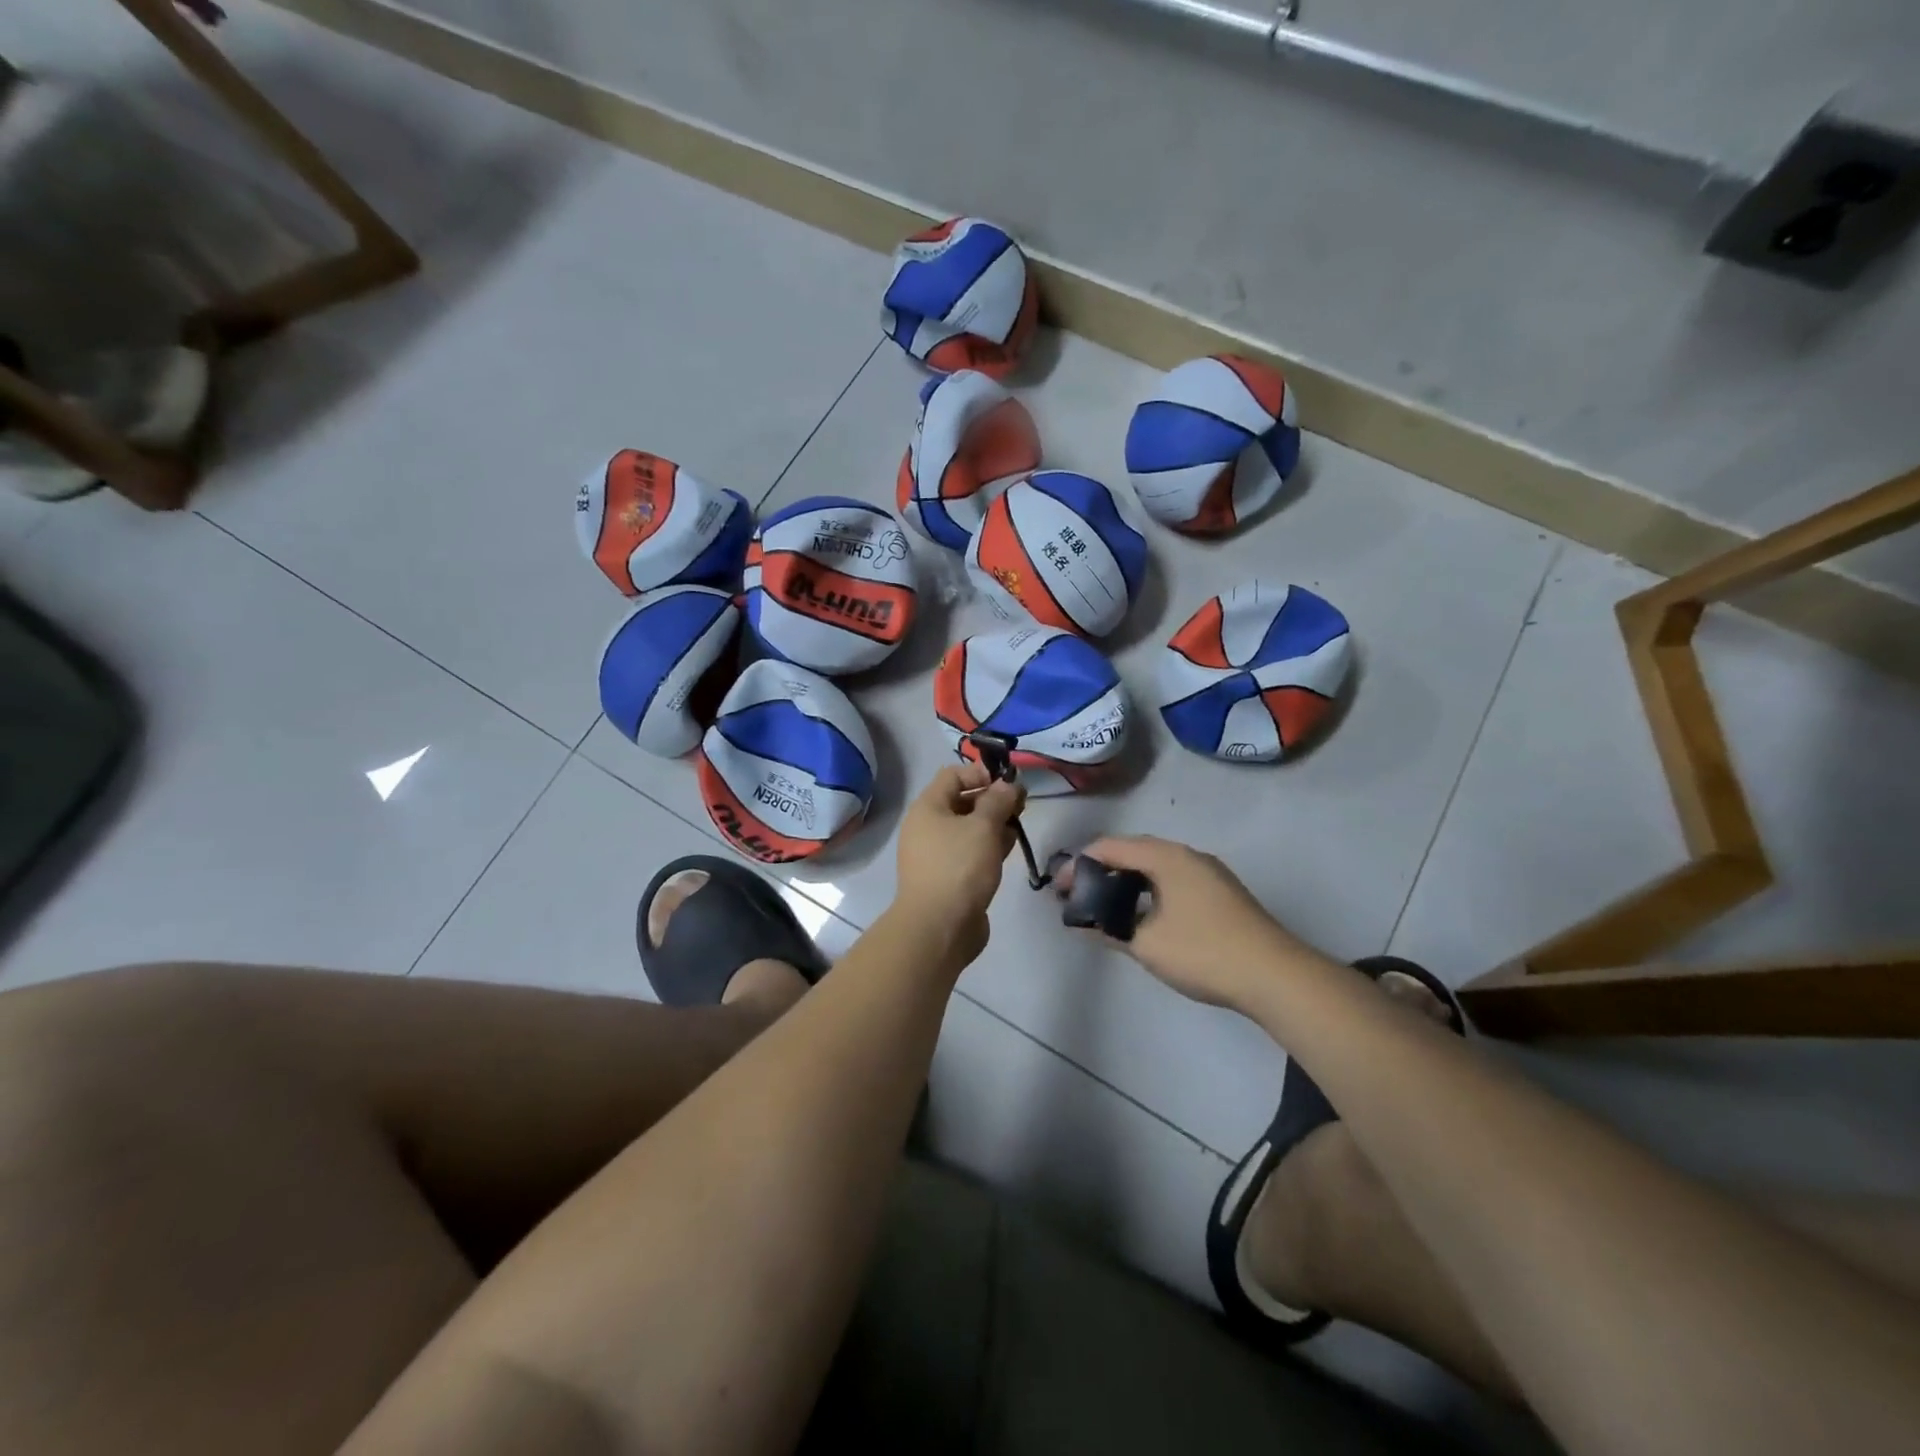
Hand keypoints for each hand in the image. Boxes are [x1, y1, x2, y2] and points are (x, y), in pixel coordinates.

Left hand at [893, 764, 1024, 964]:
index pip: (953, 775)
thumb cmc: (959, 867)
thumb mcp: (983, 827)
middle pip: (962, 801)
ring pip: (969, 829)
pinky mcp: (948, 877)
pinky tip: (1008, 849)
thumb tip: (1007, 785)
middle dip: (993, 800)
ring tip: (1018, 827)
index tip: (1009, 783)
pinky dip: (988, 846)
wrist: (939, 927)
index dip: (981, 773)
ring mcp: (937, 854)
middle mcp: (927, 827)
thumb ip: (998, 801)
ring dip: (994, 824)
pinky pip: (970, 852)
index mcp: (928, 807)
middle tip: (1021, 806)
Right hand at [1069, 836, 1304, 1008]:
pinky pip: (1173, 879)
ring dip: (1126, 881)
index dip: (1078, 864)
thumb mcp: (1145, 943)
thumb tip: (1083, 924)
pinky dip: (1149, 890)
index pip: (1110, 847)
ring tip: (1104, 905)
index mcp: (1166, 857)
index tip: (1057, 889)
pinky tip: (1142, 915)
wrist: (1275, 975)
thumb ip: (1108, 929)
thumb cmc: (1203, 952)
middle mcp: (1187, 855)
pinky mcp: (1221, 892)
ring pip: (1155, 866)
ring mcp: (1208, 872)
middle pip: (1133, 851)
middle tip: (1077, 895)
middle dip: (1101, 870)